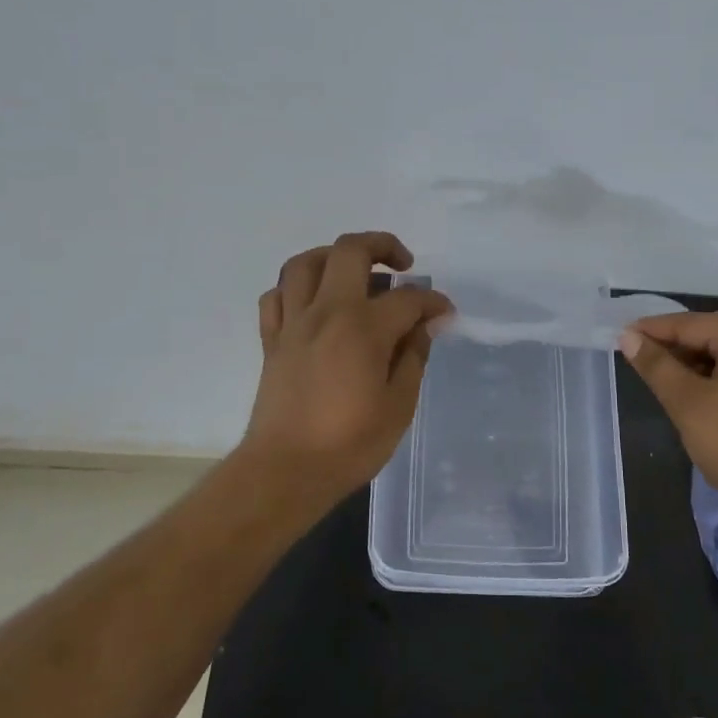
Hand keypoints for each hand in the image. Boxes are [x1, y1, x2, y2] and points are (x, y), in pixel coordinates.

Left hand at [239, 232, 452, 511]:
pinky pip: (278, 296)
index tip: (445, 313)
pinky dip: (297, 288)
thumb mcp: (399, 405)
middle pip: (350, 251)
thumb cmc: (349, 444)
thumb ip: (413, 357)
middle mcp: (326, 312)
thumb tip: (423, 326)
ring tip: (355, 273)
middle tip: (403, 265)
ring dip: (333, 257)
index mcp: (363, 328)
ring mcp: (293, 323)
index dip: (433, 301)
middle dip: (383, 245)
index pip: (406, 298)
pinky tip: (314, 304)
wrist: (284, 472)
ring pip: (304, 263)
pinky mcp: (271, 341)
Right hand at [619, 311, 717, 527]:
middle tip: (637, 359)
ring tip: (662, 378)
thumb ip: (657, 367)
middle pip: (708, 332)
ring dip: (691, 361)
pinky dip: (712, 375)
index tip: (619, 338)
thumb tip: (629, 336)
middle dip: (672, 344)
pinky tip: (696, 394)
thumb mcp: (688, 404)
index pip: (688, 323)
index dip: (651, 330)